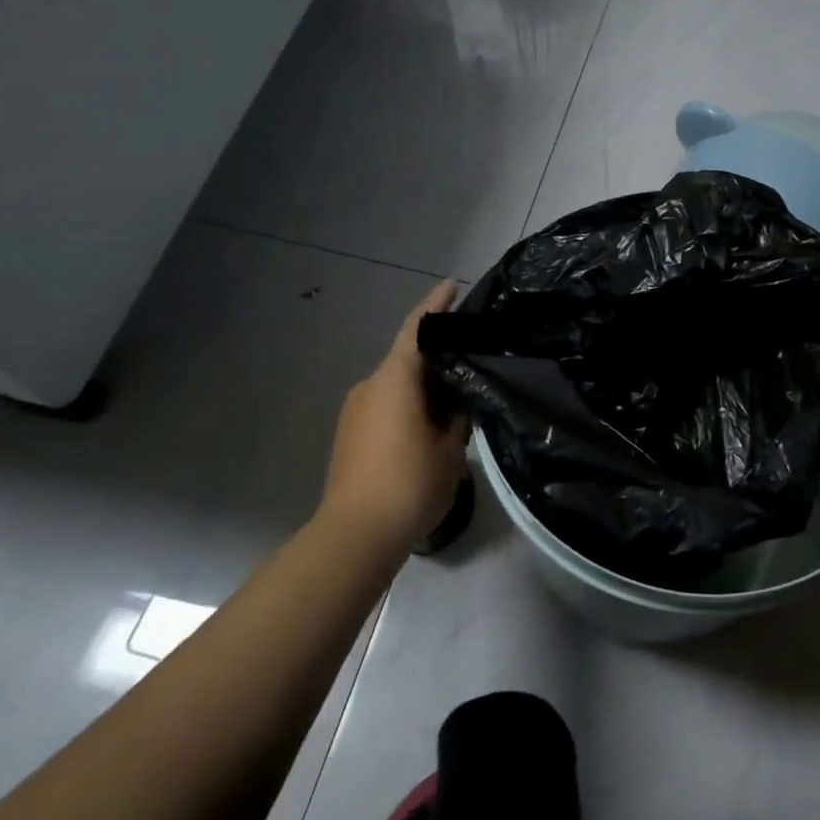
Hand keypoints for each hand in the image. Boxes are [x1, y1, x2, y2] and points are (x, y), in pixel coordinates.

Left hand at [318, 282, 469, 549]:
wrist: (355, 534)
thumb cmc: (409, 483)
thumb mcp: (450, 449)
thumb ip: (458, 416)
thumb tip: (457, 402)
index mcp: (395, 380)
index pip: (416, 329)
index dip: (436, 305)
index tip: (452, 286)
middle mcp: (370, 385)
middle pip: (406, 358)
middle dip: (437, 358)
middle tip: (471, 363)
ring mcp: (354, 410)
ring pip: (396, 385)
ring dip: (423, 387)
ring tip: (456, 404)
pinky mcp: (349, 434)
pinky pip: (384, 406)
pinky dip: (408, 406)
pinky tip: (429, 429)